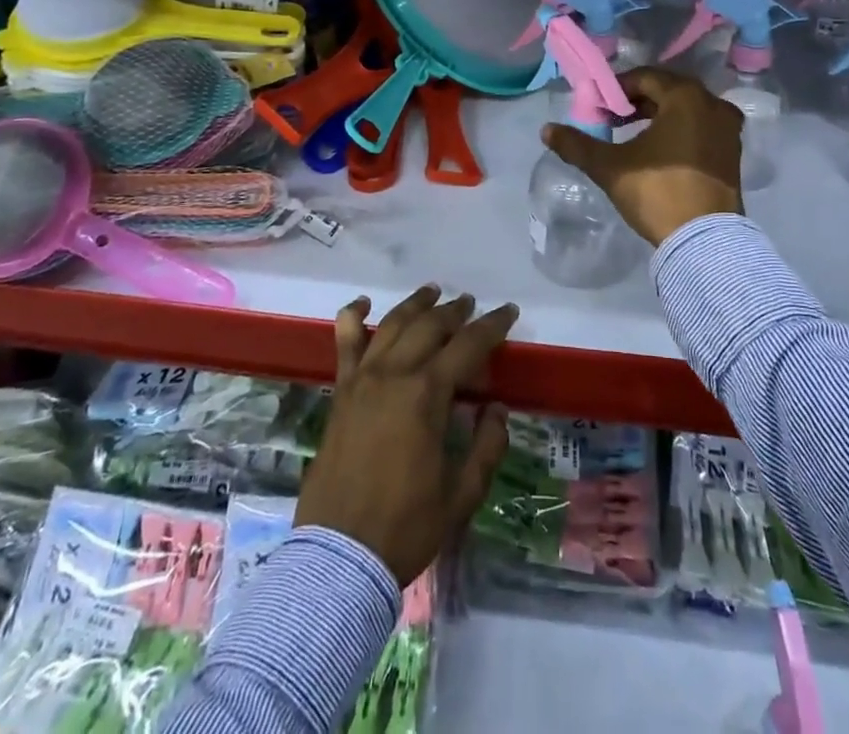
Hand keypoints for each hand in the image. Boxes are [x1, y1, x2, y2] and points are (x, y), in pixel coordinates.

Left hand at [296, 287, 518, 586]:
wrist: (339, 556)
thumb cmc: (405, 527)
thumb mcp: (461, 495)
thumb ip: (486, 447)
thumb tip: (496, 408)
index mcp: (426, 394)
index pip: (467, 345)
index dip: (492, 326)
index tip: (509, 312)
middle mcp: (394, 373)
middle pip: (429, 326)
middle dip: (456, 311)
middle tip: (473, 305)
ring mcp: (362, 379)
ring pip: (392, 324)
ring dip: (416, 304)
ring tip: (433, 292)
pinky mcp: (340, 392)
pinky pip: (345, 343)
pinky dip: (353, 316)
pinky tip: (364, 304)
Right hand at [540, 66, 744, 245]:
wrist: (705, 241)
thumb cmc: (658, 192)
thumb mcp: (610, 167)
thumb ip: (577, 145)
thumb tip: (546, 130)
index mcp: (686, 97)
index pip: (644, 78)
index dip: (616, 89)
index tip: (597, 107)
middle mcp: (713, 104)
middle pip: (667, 90)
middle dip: (637, 101)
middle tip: (612, 118)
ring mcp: (728, 128)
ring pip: (686, 109)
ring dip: (658, 114)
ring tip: (632, 133)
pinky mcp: (733, 151)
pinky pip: (701, 126)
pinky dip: (679, 129)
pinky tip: (660, 149)